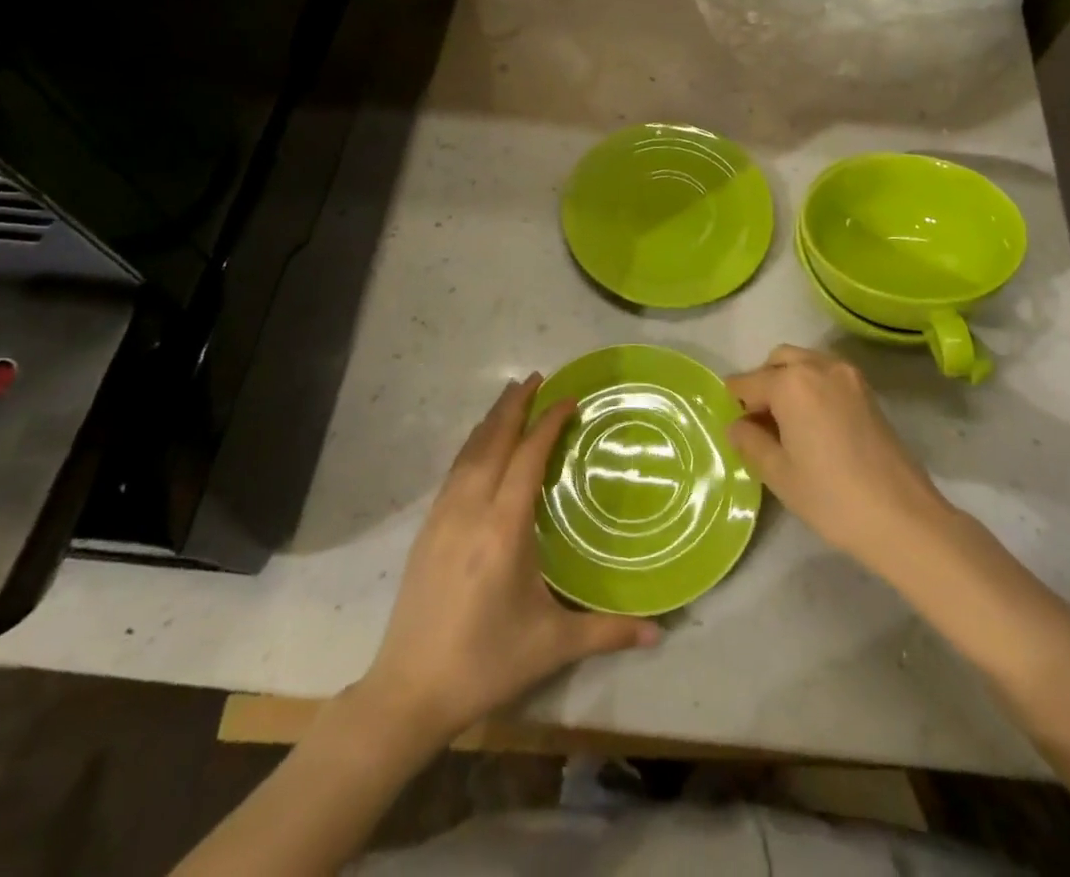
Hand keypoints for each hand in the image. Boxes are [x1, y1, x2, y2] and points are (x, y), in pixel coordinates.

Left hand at [359, 375, 661, 744]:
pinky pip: (454, 471)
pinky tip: (479, 444)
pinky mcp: (427, 529)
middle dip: (516, 405)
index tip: (568, 399)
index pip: (527, 458)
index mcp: (503, 529)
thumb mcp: (552, 645)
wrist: (409, 692)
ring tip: (511, 396)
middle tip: (537, 377)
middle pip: (494, 441)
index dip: (548, 423)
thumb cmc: (486, 663)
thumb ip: (607, 631)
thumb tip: (661, 632)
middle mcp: (471, 511)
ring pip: (469, 452)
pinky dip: (472, 445)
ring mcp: (443, 517)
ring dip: (492, 419)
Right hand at [726, 345, 953, 576]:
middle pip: (778, 361)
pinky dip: (812, 386)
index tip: (735, 427)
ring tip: (787, 424)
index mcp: (791, 382)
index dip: (735, 403)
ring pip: (804, 362)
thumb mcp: (779, 474)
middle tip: (760, 423)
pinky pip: (827, 374)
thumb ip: (750, 442)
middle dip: (763, 383)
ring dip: (788, 381)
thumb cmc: (831, 497)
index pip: (748, 382)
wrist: (903, 517)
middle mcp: (819, 366)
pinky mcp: (867, 391)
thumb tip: (736, 426)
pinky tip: (813, 424)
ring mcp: (848, 375)